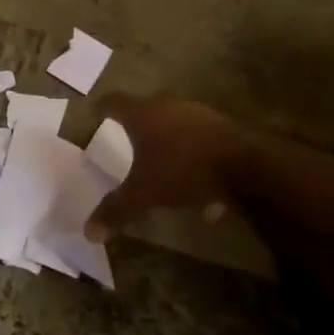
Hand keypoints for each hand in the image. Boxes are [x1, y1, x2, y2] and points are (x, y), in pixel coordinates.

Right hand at [85, 94, 253, 239]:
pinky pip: (200, 139)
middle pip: (146, 110)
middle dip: (137, 126)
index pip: (114, 102)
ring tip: (164, 167)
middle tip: (127, 141)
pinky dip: (193, 155)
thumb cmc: (182, 172)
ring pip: (175, 124)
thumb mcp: (144, 195)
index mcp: (143, 115)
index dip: (103, 108)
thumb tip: (88, 233)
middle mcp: (168, 106)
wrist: (245, 167)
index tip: (96, 116)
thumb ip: (115, 210)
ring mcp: (198, 113)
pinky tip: (200, 186)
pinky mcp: (223, 126)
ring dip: (168, 141)